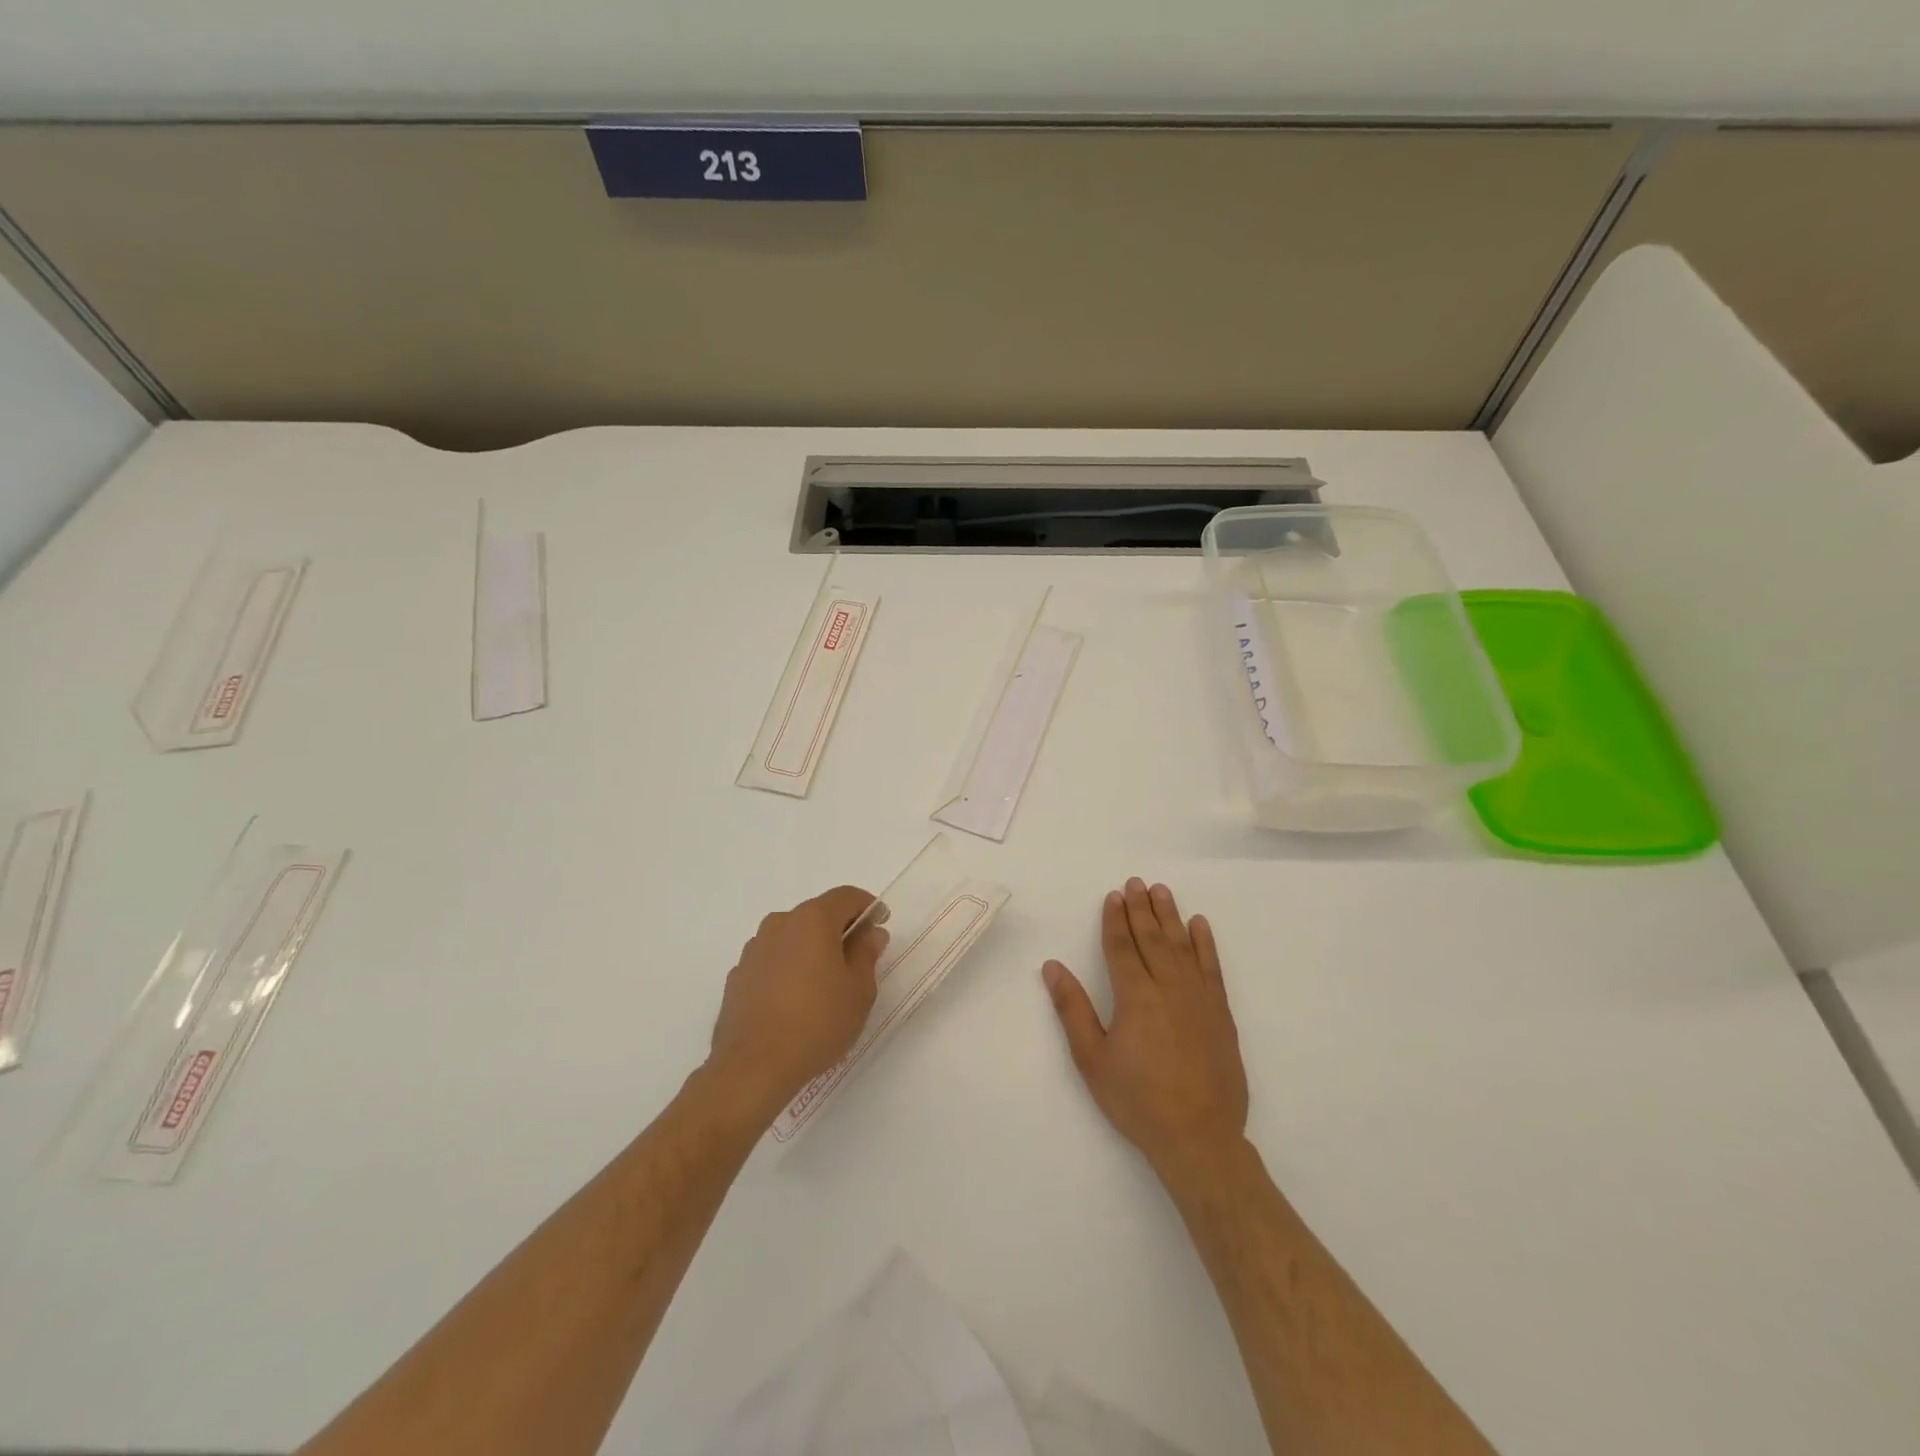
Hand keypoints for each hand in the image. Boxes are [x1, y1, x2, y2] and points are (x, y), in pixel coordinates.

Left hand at [707, 886, 888, 1123]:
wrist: (752, 1066)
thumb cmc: (817, 1023)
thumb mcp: (858, 990)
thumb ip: (866, 954)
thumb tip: (870, 933)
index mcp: (813, 920)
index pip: (846, 896)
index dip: (868, 906)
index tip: (880, 924)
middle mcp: (780, 924)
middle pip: (817, 914)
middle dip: (839, 929)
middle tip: (857, 958)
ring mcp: (754, 949)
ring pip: (792, 937)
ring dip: (811, 949)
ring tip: (825, 984)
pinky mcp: (737, 976)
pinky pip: (772, 960)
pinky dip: (788, 968)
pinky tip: (795, 1000)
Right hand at [1043, 878, 1248, 1184]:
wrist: (1199, 1136)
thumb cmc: (1137, 1100)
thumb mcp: (1092, 1058)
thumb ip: (1072, 1009)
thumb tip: (1052, 967)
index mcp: (1134, 995)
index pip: (1122, 946)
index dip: (1115, 919)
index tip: (1113, 896)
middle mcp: (1167, 986)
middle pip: (1152, 937)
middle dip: (1141, 908)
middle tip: (1135, 883)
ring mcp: (1198, 997)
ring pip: (1182, 945)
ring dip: (1170, 916)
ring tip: (1162, 891)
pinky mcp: (1220, 1013)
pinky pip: (1212, 967)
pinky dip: (1206, 943)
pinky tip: (1200, 925)